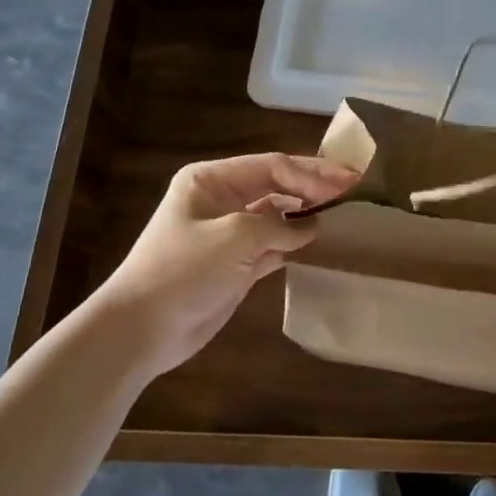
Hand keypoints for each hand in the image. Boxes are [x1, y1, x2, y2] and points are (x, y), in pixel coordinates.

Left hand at [94, 153, 356, 379]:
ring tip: (343, 212)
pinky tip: (319, 241)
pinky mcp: (236, 265)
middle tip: (353, 188)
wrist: (142, 329)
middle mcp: (221, 200)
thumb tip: (310, 226)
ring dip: (306, 213)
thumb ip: (279, 225)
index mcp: (211, 180)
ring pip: (277, 215)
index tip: (348, 181)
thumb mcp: (235, 236)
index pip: (272, 166)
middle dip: (313, 187)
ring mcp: (229, 234)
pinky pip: (274, 245)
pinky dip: (295, 242)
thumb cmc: (184, 270)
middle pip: (276, 186)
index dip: (312, 172)